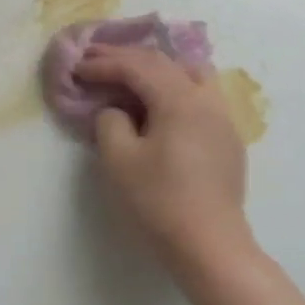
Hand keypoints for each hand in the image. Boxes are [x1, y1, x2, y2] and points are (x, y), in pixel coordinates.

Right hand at [76, 45, 253, 281]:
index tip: (77, 68)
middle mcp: (205, 99)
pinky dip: (175, 86)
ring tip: (132, 74)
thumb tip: (116, 111)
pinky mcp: (227, 138)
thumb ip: (110, 122)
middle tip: (94, 58)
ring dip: (157, 67)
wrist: (210, 247)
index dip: (103, 64)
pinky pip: (200, 94)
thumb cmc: (160, 201)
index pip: (136, 67)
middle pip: (163, 63)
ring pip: (190, 72)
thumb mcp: (119, 160)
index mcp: (179, 99)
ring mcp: (222, 118)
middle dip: (126, 57)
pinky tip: (161, 103)